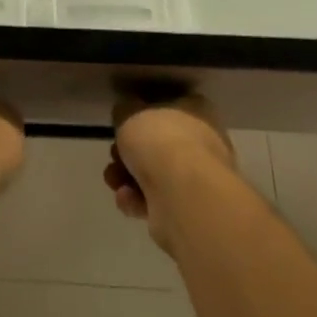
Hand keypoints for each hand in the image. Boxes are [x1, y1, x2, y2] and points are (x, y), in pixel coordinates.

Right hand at [104, 90, 236, 250]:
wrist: (182, 196)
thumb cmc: (160, 141)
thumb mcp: (129, 111)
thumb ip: (124, 111)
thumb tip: (125, 113)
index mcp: (197, 112)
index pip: (172, 105)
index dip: (145, 113)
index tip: (123, 121)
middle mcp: (203, 144)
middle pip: (159, 144)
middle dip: (130, 151)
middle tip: (114, 153)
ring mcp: (197, 180)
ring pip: (155, 175)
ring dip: (127, 177)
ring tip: (112, 179)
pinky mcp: (188, 212)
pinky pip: (156, 201)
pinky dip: (137, 200)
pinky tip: (126, 198)